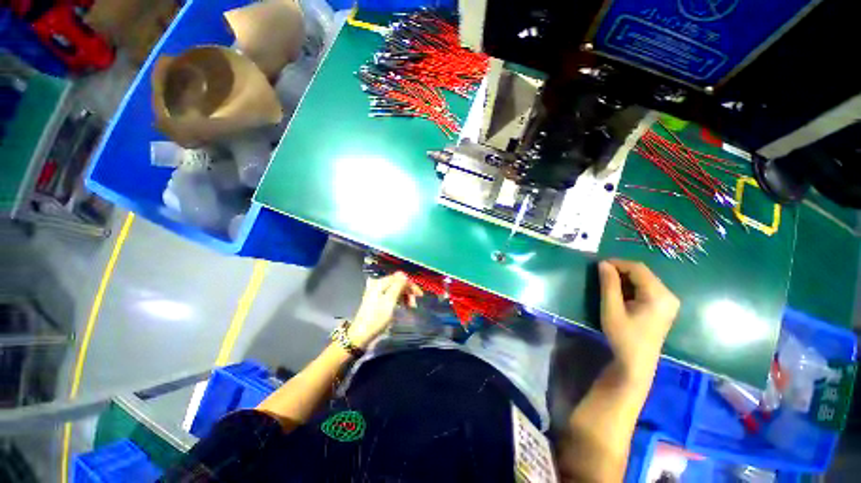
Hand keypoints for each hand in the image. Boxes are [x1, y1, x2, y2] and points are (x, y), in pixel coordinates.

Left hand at [347, 272, 422, 348]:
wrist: (361, 335)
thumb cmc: (377, 318)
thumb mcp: (389, 301)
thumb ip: (397, 286)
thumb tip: (404, 275)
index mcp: (380, 283)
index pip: (400, 278)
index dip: (410, 285)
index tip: (419, 296)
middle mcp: (378, 285)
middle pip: (398, 283)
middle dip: (408, 292)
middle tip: (414, 304)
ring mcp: (377, 293)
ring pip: (396, 290)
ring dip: (404, 296)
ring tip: (410, 307)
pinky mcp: (377, 301)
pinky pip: (392, 296)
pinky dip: (399, 300)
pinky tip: (402, 307)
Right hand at [598, 259, 679, 384]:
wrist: (637, 363)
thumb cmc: (623, 336)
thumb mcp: (611, 309)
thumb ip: (609, 284)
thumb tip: (603, 264)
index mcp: (658, 295)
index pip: (638, 269)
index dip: (618, 263)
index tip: (599, 265)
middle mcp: (668, 295)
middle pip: (644, 273)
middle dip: (621, 270)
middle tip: (601, 275)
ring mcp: (668, 302)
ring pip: (645, 280)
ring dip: (626, 278)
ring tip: (608, 284)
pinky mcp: (664, 307)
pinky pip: (647, 288)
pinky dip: (632, 286)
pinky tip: (621, 294)